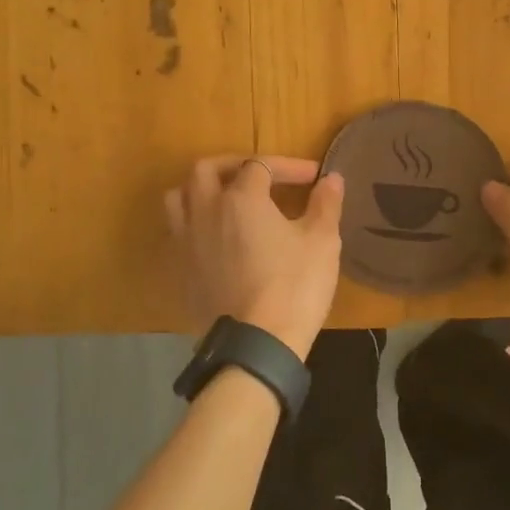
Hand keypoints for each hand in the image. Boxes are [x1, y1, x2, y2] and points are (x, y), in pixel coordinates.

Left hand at [165, 156, 344, 359]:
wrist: (257, 344)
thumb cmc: (294, 286)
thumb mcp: (322, 241)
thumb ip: (325, 204)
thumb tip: (331, 179)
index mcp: (240, 198)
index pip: (261, 165)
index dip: (289, 167)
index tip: (313, 178)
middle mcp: (205, 211)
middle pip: (206, 170)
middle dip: (234, 165)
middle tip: (259, 176)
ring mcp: (186, 241)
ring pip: (179, 198)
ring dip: (201, 190)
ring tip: (224, 199)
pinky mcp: (180, 270)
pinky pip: (177, 233)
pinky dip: (194, 224)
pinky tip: (215, 238)